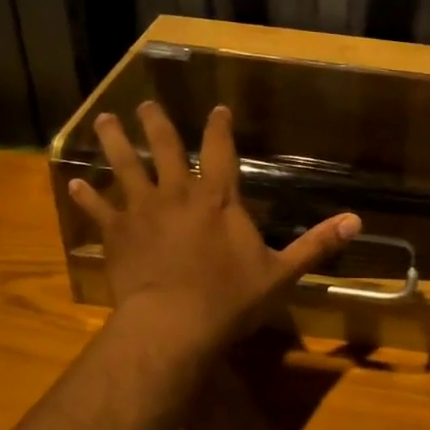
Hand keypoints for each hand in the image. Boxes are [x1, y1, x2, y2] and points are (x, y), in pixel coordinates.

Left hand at [68, 101, 360, 355]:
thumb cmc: (231, 298)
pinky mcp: (117, 234)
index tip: (216, 109)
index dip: (219, 127)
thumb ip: (317, 244)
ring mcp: (143, 211)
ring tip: (104, 121)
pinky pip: (99, 210)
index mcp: (219, 199)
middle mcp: (179, 194)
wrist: (174, 325)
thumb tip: (357, 221)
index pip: (220, 151)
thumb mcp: (282, 272)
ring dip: (115, 143)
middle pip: (166, 149)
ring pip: (126, 167)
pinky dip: (86, 198)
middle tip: (147, 104)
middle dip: (158, 124)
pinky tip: (72, 184)